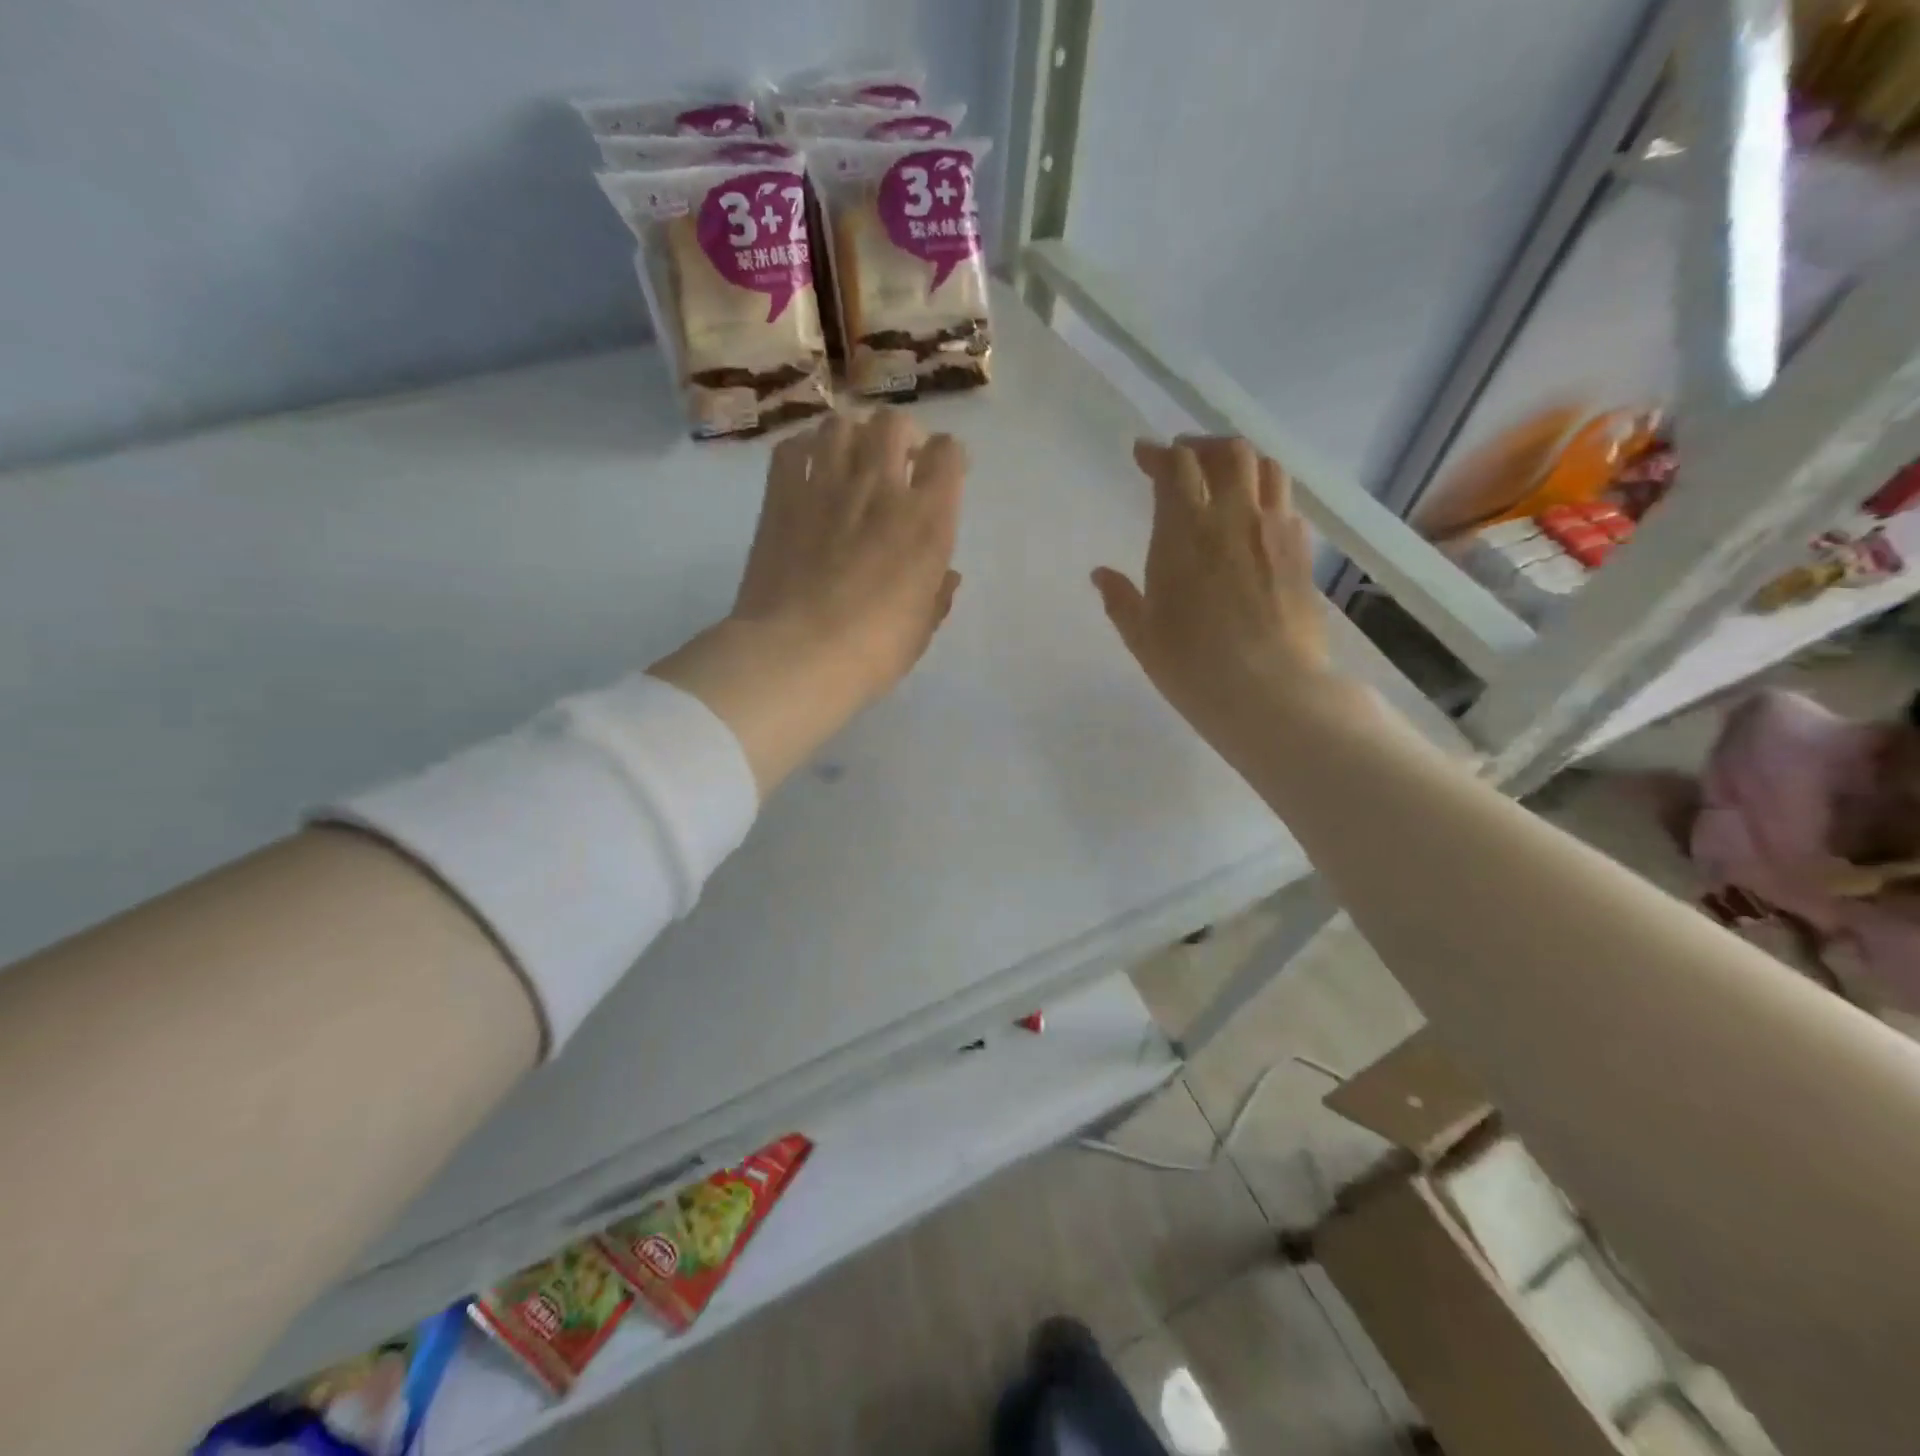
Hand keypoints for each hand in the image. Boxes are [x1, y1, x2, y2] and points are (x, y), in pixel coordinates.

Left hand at [652, 409, 964, 794]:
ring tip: (850, 464)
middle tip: (896, 466)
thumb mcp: (920, 630)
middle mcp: (880, 487)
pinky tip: (808, 472)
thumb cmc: (872, 651)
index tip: (941, 477)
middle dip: (901, 437)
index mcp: (926, 520)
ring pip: (842, 424)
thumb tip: (947, 576)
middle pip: (894, 423)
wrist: (796, 655)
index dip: (949, 459)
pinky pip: (793, 447)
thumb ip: (937, 594)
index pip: (949, 453)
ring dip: (852, 438)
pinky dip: (804, 451)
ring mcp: (826, 484)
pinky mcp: (781, 495)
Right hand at [1092, 436, 1342, 756]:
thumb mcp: (1143, 637)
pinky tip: (1257, 517)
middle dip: (1202, 446)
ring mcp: (1275, 532)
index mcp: (1186, 532)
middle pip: (1228, 453)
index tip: (1143, 454)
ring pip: (1267, 468)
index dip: (1157, 454)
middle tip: (1184, 458)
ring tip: (1225, 475)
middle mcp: (1234, 518)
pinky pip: (1287, 504)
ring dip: (1241, 461)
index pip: (1176, 468)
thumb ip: (1121, 599)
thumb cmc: (1193, 666)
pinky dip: (1268, 495)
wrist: (1271, 692)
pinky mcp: (1302, 554)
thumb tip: (1100, 574)